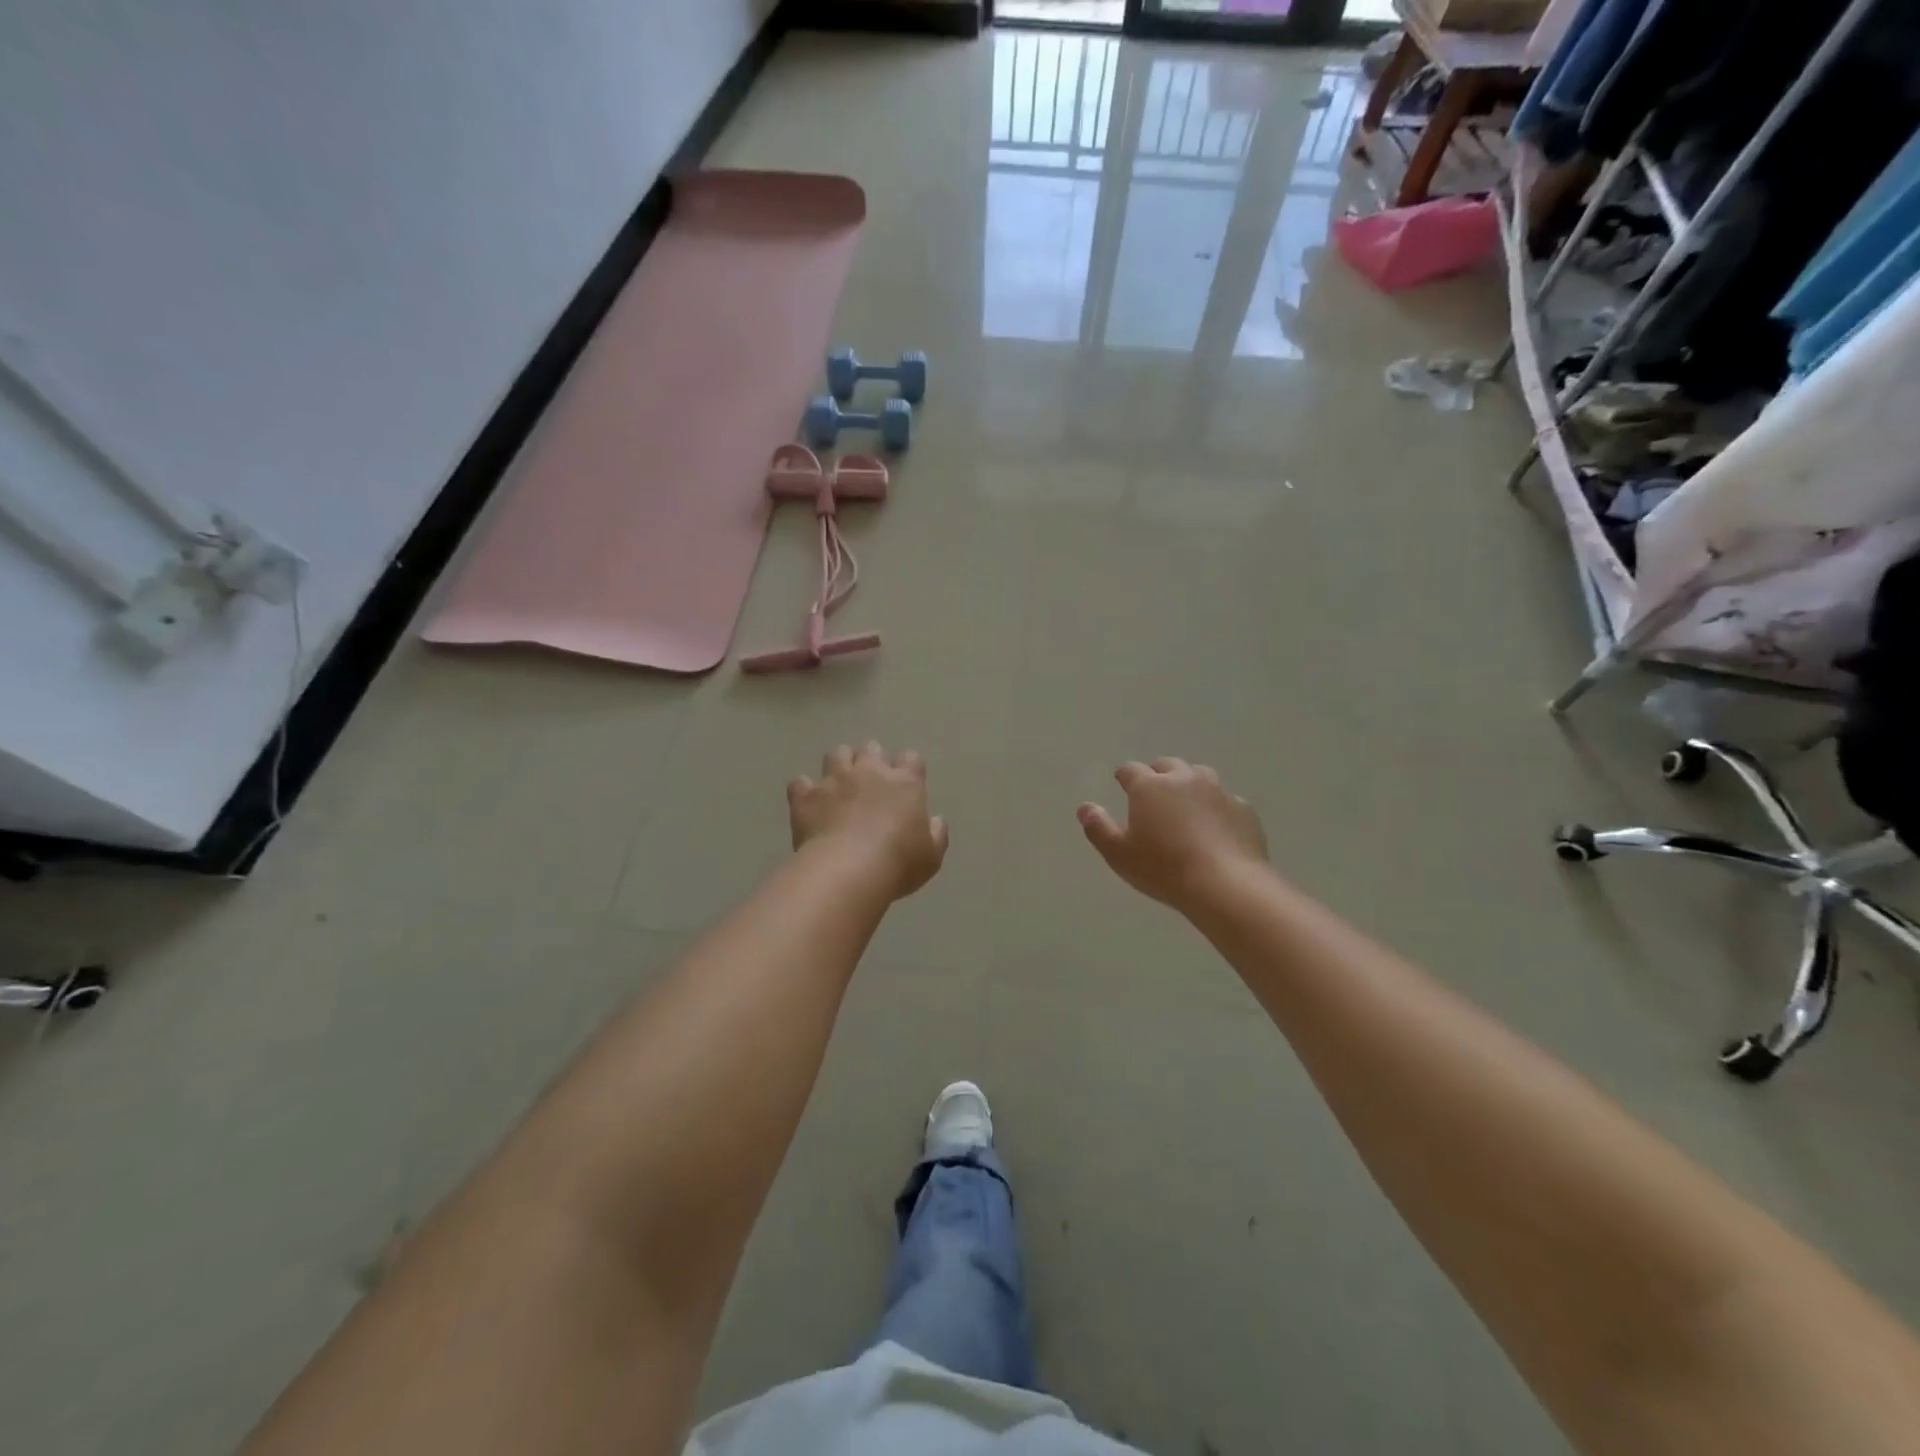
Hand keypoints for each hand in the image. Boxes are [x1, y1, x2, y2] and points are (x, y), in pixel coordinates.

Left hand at [789, 742, 948, 899]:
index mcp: (905, 783)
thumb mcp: (931, 856)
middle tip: (870, 782)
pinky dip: (804, 790)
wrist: (847, 871)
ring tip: (838, 784)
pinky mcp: (806, 795)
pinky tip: (807, 803)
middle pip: (872, 748)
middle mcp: (870, 771)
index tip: (906, 784)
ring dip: (839, 765)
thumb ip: (937, 834)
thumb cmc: (898, 863)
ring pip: (836, 753)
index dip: (908, 768)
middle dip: (872, 760)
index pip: (911, 758)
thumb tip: (935, 821)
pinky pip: (800, 783)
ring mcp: (834, 780)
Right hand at [1078, 758, 1267, 909]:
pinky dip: (1217, 807)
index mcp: (1150, 787)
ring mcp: (1218, 792)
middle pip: (1167, 765)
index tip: (1121, 782)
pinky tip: (1216, 826)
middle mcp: (1184, 779)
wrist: (1226, 884)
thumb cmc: (1163, 869)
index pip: (1131, 770)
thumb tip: (1085, 807)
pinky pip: (1226, 800)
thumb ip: (1098, 828)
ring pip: (1200, 775)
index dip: (1124, 776)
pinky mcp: (1244, 810)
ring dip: (1190, 783)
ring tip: (1186, 802)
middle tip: (1153, 791)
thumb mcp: (1119, 854)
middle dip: (1158, 774)